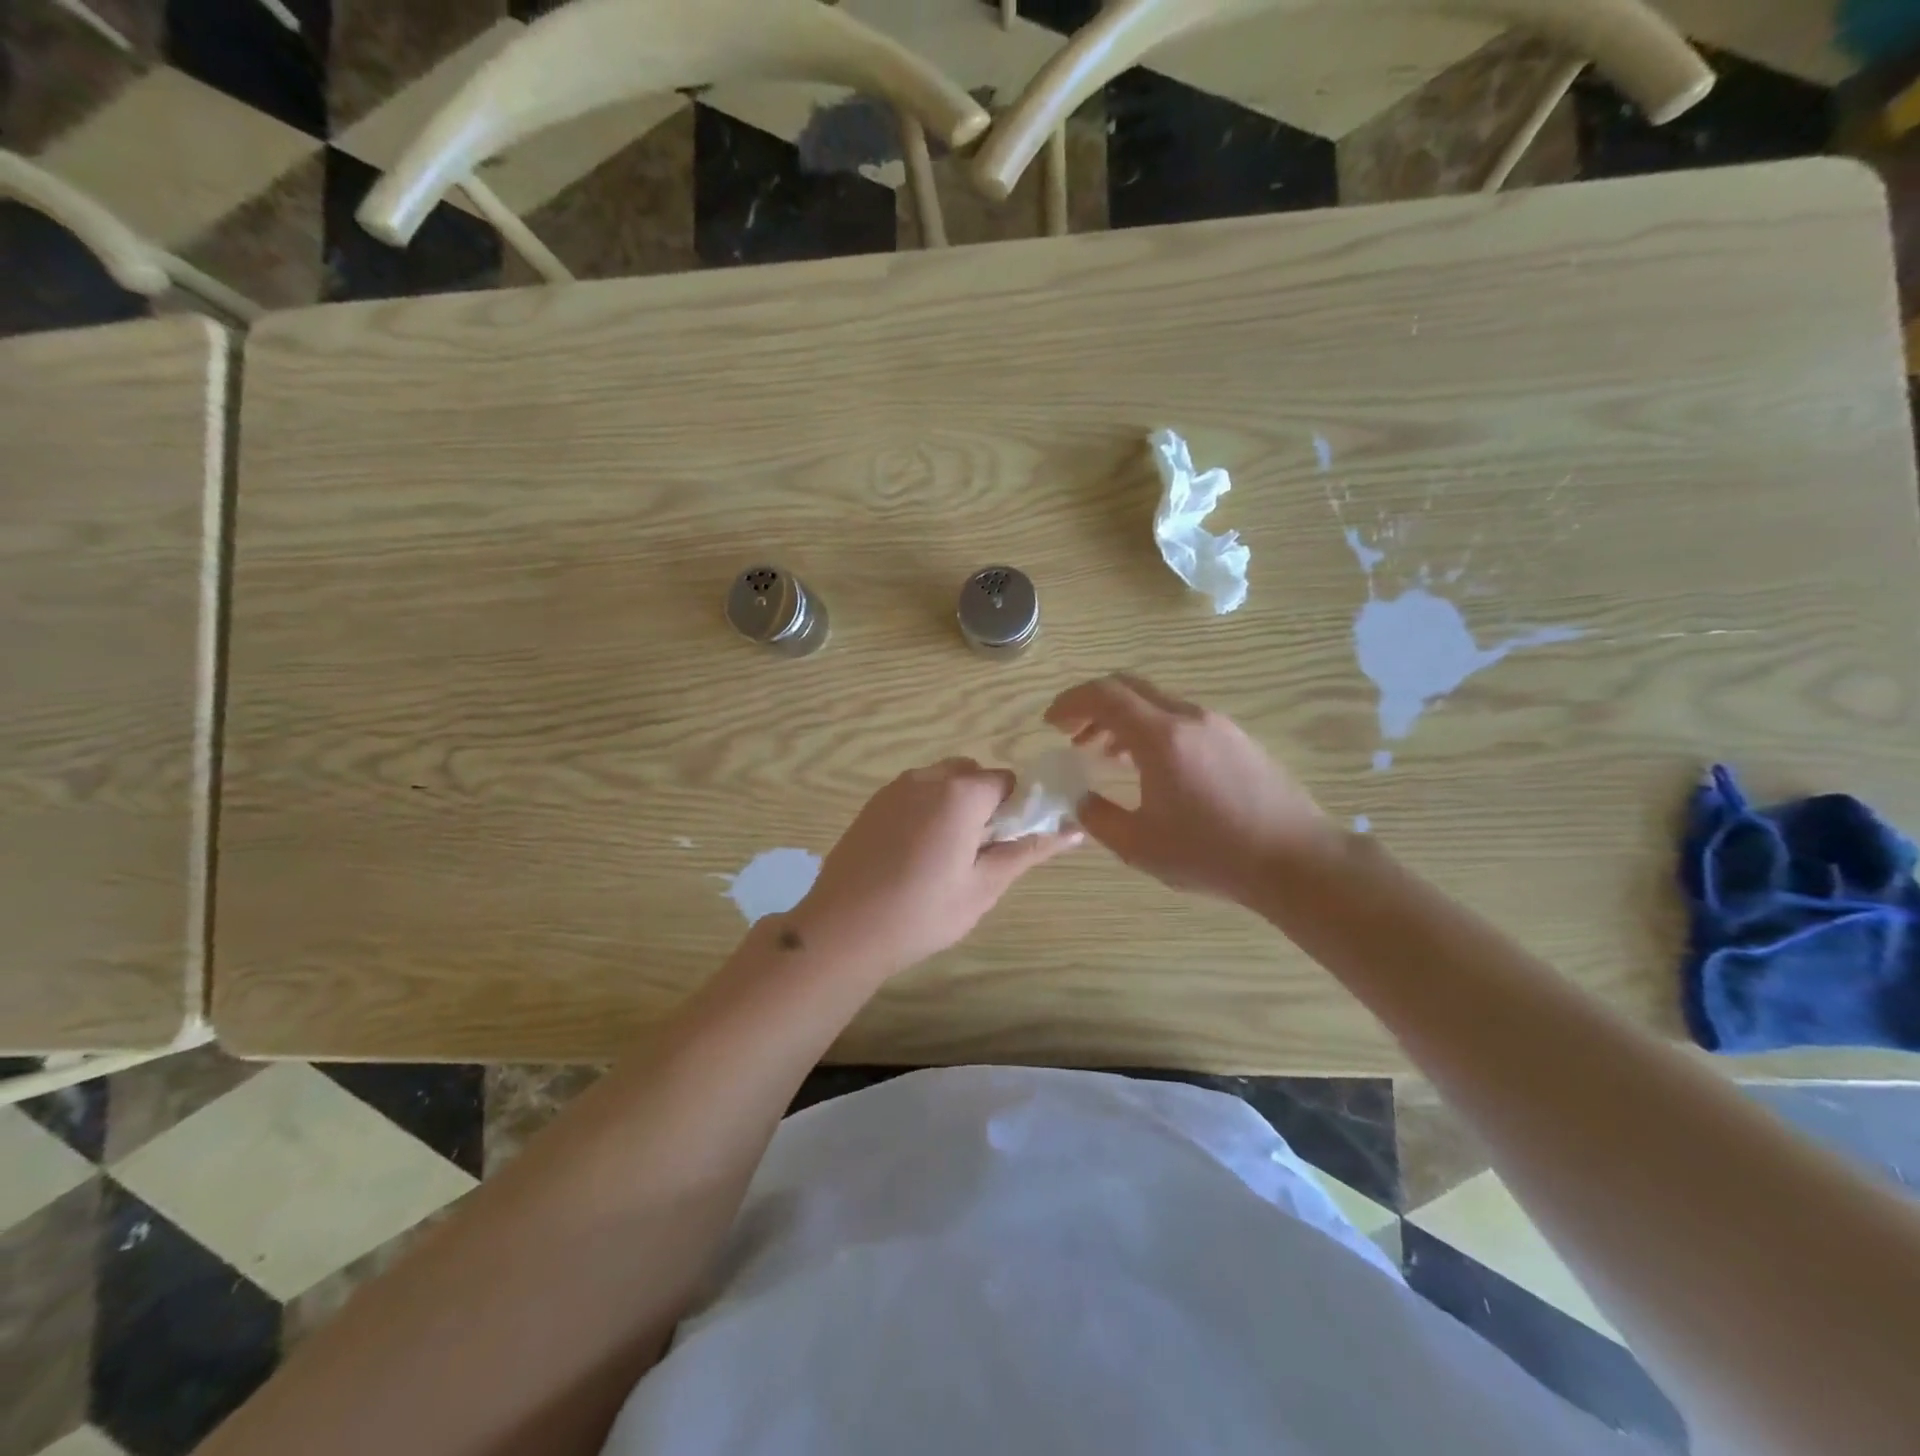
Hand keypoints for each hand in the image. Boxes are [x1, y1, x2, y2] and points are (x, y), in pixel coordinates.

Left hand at [791, 758, 1081, 978]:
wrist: (843, 930)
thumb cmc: (922, 912)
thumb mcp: (984, 886)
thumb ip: (1028, 851)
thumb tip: (1075, 830)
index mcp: (960, 793)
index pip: (1006, 782)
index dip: (1015, 810)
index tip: (1007, 845)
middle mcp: (926, 778)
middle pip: (972, 776)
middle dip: (984, 805)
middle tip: (977, 853)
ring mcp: (893, 789)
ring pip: (940, 783)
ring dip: (953, 807)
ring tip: (944, 858)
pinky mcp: (871, 805)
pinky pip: (912, 795)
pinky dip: (925, 812)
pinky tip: (913, 856)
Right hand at [1044, 674, 1331, 905]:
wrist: (1296, 860)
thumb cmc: (1211, 854)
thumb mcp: (1139, 846)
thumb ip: (1098, 817)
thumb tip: (1079, 799)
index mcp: (1161, 737)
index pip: (1104, 695)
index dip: (1070, 703)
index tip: (1050, 723)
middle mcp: (1189, 717)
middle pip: (1129, 687)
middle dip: (1092, 706)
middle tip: (1072, 734)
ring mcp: (1218, 724)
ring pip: (1156, 703)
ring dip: (1122, 719)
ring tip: (1104, 754)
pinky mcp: (1237, 739)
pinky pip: (1181, 719)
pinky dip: (1151, 729)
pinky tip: (1149, 767)